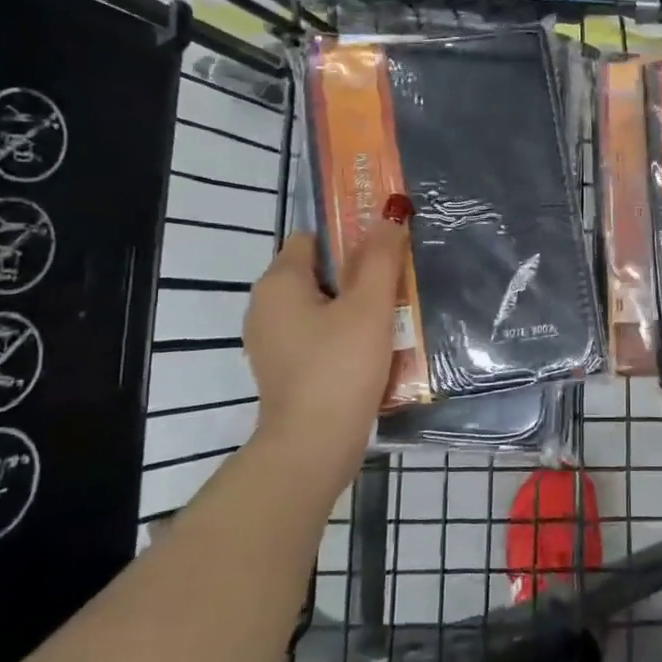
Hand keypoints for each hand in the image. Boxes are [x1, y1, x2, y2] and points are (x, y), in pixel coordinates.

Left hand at [243, 204, 411, 493]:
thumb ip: (380, 257)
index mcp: (278, 283)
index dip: (348, 236)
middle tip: (396, 283)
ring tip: (392, 317)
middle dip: (357, 274)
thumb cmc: (340, 367)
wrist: (313, 448)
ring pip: (320, 307)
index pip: (312, 238)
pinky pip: (317, 336)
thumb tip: (390, 213)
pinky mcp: (284, 370)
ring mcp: (271, 342)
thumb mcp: (369, 306)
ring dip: (354, 307)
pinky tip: (372, 350)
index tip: (384, 249)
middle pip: (318, 272)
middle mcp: (265, 307)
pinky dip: (342, 335)